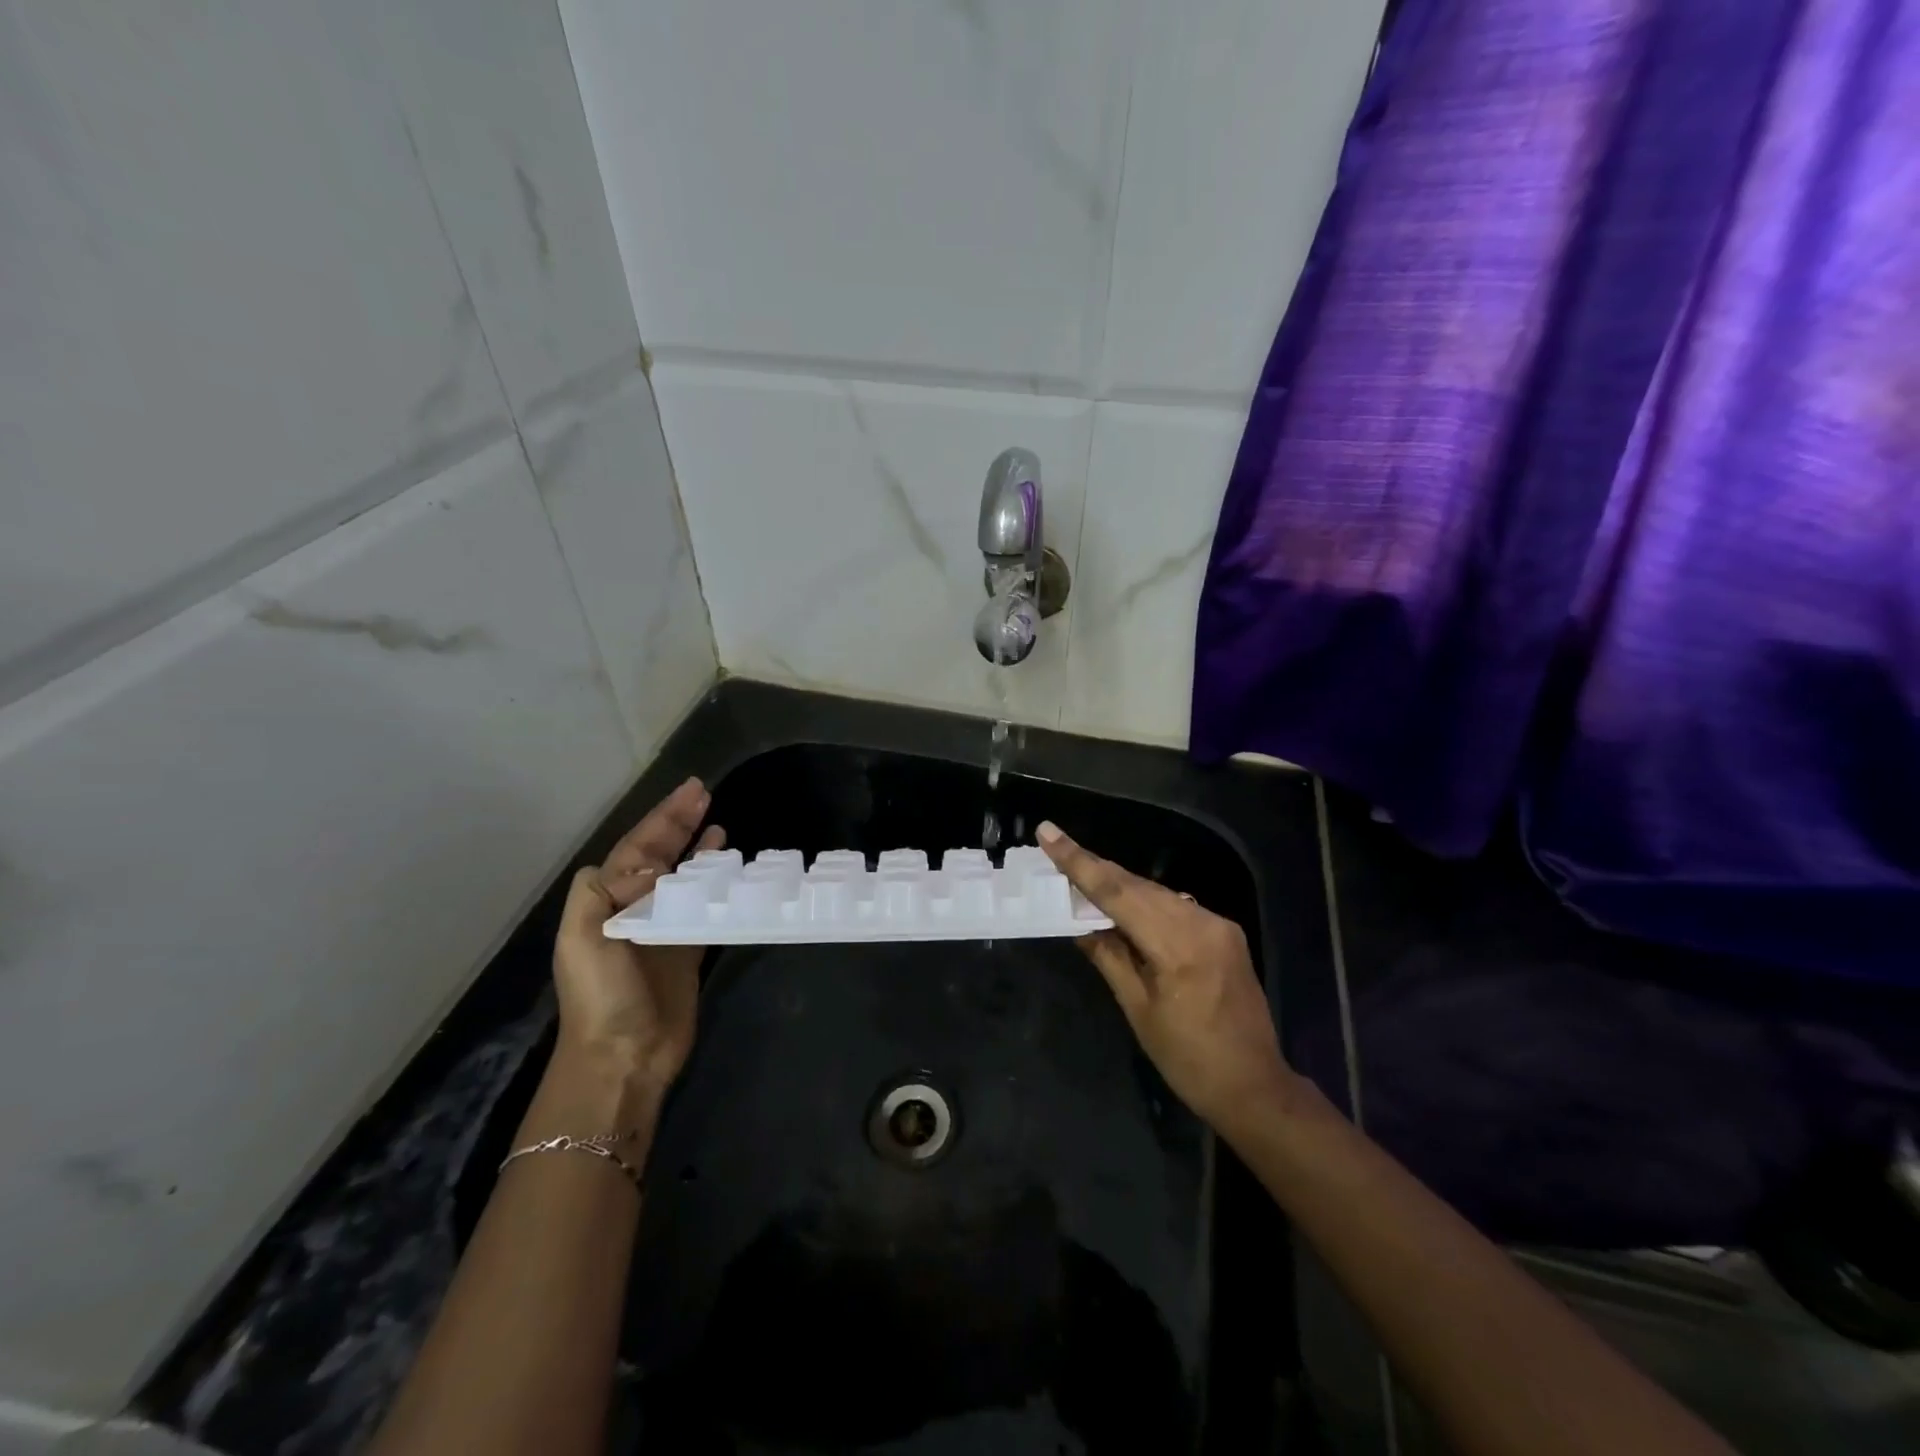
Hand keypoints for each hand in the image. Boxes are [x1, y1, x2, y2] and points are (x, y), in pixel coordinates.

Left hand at [552, 777, 723, 1091]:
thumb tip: (649, 864)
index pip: (638, 844)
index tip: (692, 790)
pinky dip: (715, 882)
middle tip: (706, 793)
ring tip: (718, 823)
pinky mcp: (688, 947)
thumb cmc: (602, 994)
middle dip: (680, 823)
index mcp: (607, 899)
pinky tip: (728, 869)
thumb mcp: (584, 937)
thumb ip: (603, 890)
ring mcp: (663, 926)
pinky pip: (704, 903)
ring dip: (697, 848)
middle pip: (659, 853)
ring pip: (683, 875)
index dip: (664, 816)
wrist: (623, 1055)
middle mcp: (634, 906)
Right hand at [1037, 821, 1296, 1136]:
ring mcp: (1218, 925)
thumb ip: (1109, 957)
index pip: (1118, 893)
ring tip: (1079, 873)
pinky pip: (1175, 905)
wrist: (1255, 1086)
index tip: (1048, 833)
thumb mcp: (1139, 1010)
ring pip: (1156, 892)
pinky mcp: (1225, 932)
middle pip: (1137, 886)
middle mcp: (1202, 923)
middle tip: (1055, 848)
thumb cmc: (1188, 1059)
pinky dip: (1144, 901)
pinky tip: (1122, 903)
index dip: (1079, 862)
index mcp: (1178, 946)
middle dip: (1094, 867)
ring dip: (1118, 884)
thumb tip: (1079, 923)